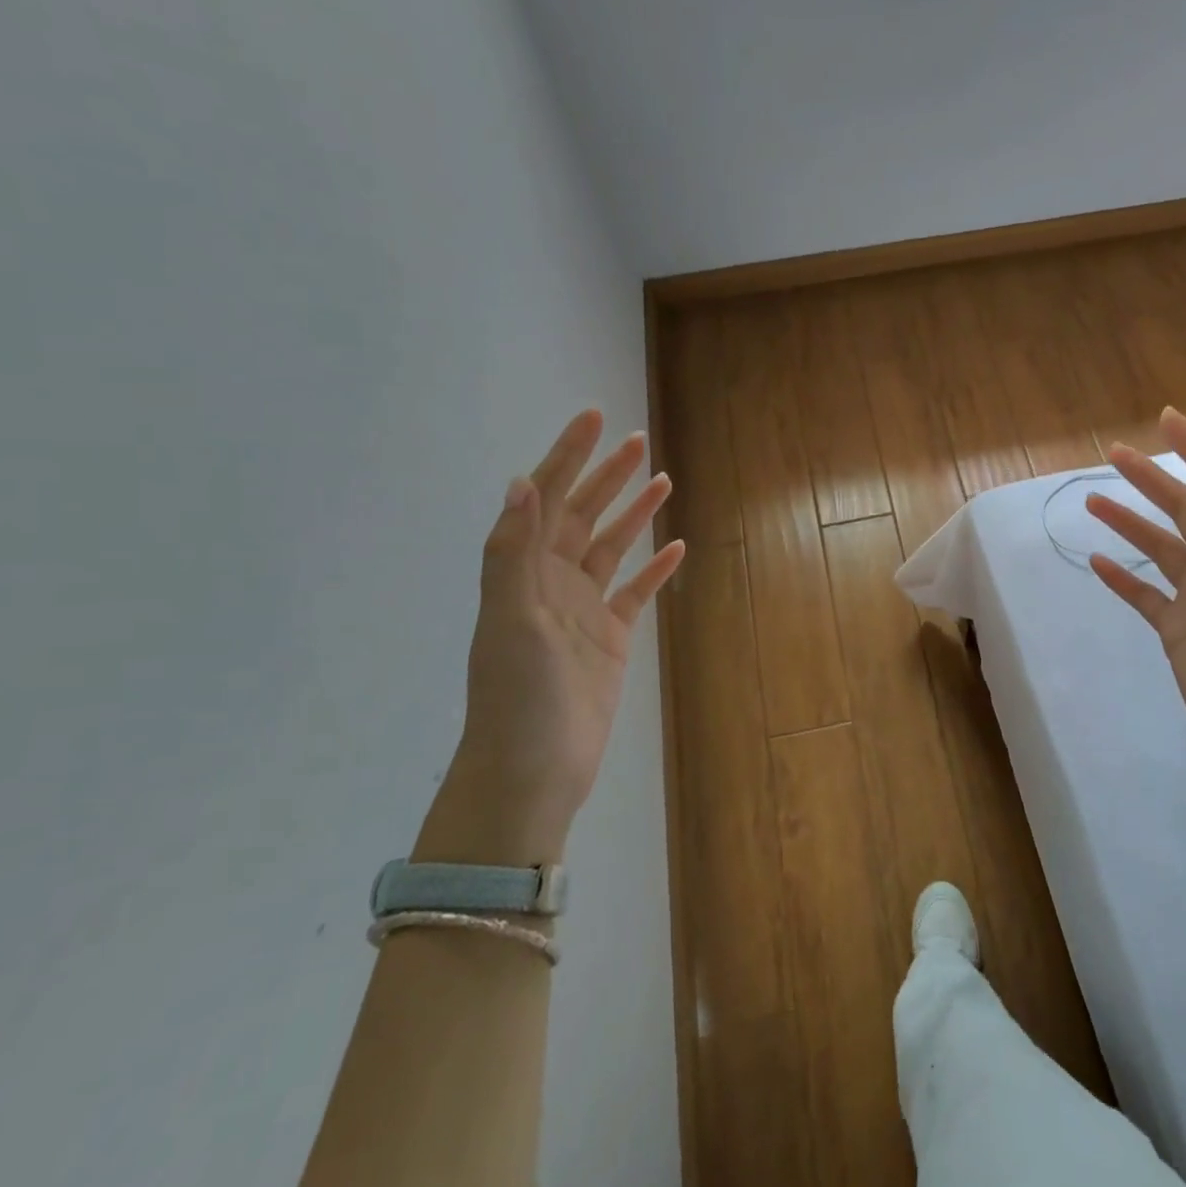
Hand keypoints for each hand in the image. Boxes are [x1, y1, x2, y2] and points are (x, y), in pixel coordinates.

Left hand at [416, 411, 684, 865]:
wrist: (534, 768)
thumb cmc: (518, 694)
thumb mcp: (510, 618)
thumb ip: (512, 552)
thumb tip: (521, 482)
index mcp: (523, 571)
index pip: (547, 499)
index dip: (569, 456)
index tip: (595, 418)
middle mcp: (551, 582)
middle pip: (582, 515)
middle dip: (607, 475)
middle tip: (638, 440)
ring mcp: (583, 610)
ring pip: (612, 548)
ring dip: (634, 513)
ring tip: (662, 480)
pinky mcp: (611, 638)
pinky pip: (636, 593)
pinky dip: (655, 569)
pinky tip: (676, 547)